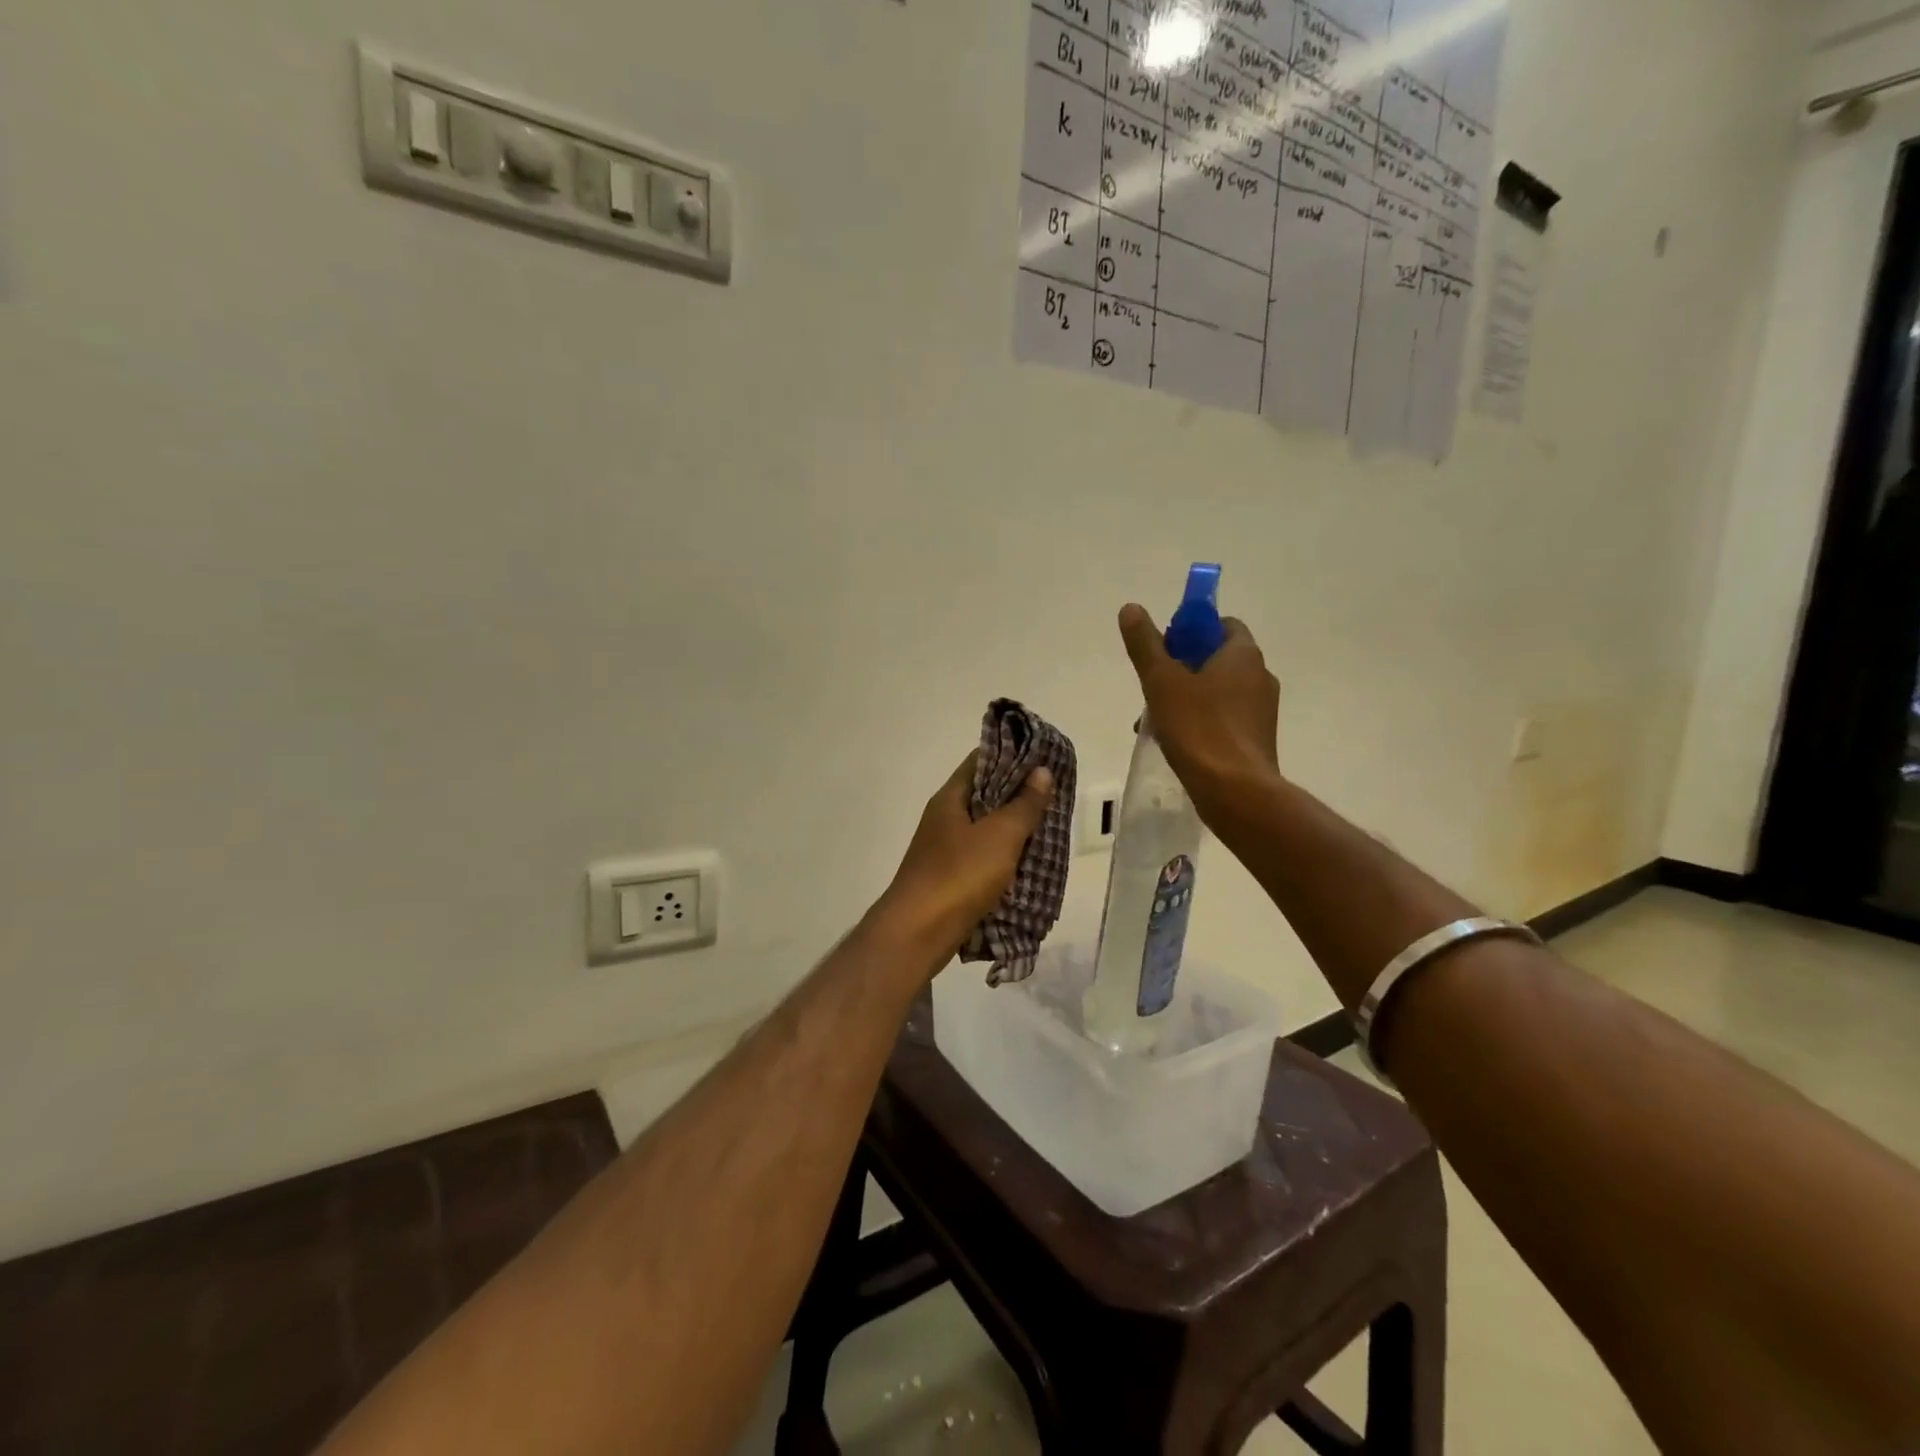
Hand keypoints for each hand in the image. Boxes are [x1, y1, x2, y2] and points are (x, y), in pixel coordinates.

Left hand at [874, 753, 1054, 964]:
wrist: (918, 933)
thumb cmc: (959, 875)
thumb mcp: (1000, 835)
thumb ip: (1023, 804)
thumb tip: (1041, 771)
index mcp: (950, 798)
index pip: (980, 761)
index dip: (1012, 756)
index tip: (1044, 758)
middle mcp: (943, 819)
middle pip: (984, 796)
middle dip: (1018, 795)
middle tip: (1054, 796)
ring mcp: (943, 850)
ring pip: (984, 829)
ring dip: (1013, 829)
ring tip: (1047, 828)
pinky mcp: (949, 879)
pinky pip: (981, 858)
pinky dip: (1003, 857)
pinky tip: (1026, 864)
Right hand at [1119, 603, 1280, 818]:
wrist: (1235, 791)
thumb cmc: (1199, 728)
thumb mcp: (1162, 681)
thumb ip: (1145, 644)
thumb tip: (1131, 608)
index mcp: (1243, 654)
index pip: (1222, 625)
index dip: (1191, 631)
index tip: (1164, 649)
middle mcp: (1260, 676)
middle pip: (1216, 659)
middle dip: (1180, 669)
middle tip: (1151, 688)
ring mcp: (1261, 711)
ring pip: (1217, 692)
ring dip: (1185, 699)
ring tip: (1154, 722)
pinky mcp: (1255, 739)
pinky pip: (1223, 719)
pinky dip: (1199, 722)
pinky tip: (1175, 742)